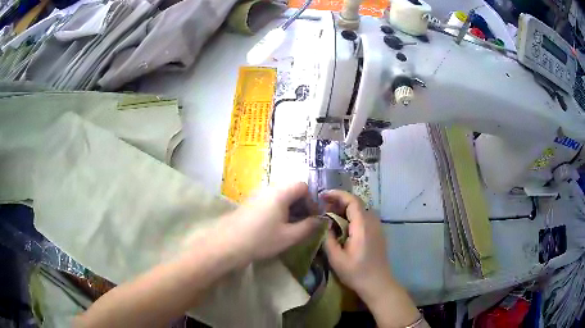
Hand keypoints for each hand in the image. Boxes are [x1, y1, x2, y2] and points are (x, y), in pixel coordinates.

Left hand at [220, 182, 321, 264]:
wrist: (227, 244)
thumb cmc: (261, 239)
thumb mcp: (289, 236)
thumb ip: (308, 227)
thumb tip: (321, 221)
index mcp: (280, 192)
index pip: (303, 186)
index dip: (311, 201)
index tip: (312, 217)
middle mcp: (268, 189)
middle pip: (291, 189)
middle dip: (301, 205)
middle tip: (303, 223)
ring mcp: (257, 195)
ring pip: (280, 196)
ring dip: (290, 208)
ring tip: (290, 227)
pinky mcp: (249, 203)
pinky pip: (269, 201)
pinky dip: (278, 210)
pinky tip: (275, 227)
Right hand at [321, 190, 393, 299]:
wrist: (378, 283)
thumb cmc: (356, 273)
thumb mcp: (336, 259)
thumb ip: (328, 239)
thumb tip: (325, 223)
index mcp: (362, 226)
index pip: (352, 201)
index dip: (337, 195)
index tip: (322, 196)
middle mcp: (372, 222)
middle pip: (356, 203)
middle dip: (339, 201)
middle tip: (323, 207)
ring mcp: (377, 227)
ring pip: (360, 210)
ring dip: (345, 209)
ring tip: (330, 215)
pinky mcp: (378, 233)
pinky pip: (364, 218)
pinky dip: (352, 216)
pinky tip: (342, 226)